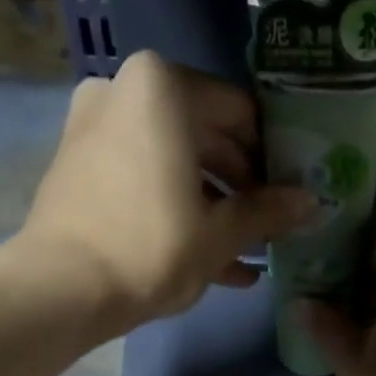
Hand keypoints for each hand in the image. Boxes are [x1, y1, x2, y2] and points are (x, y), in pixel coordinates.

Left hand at [15, 51, 313, 326]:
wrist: (62, 288)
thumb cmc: (151, 248)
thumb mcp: (220, 233)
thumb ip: (268, 212)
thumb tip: (312, 202)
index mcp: (164, 88)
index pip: (241, 113)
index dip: (274, 155)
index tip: (293, 191)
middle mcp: (126, 90)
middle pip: (207, 137)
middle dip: (244, 186)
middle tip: (273, 223)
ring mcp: (97, 127)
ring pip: (175, 163)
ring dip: (215, 206)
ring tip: (250, 252)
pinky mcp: (81, 166)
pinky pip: (145, 179)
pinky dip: (177, 210)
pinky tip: (214, 260)